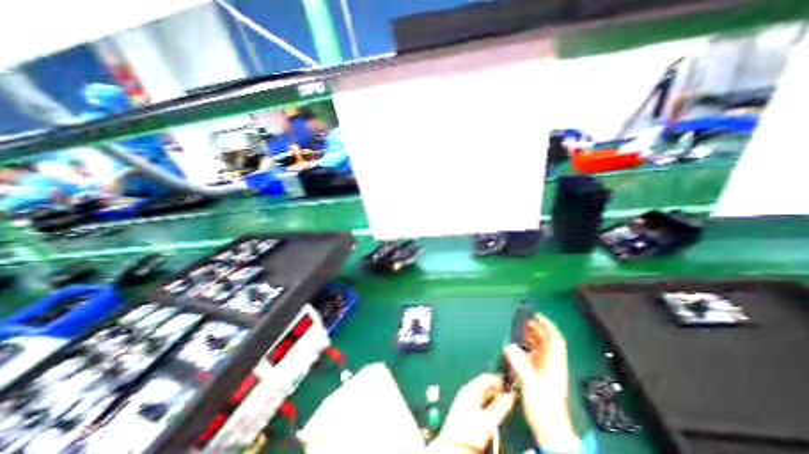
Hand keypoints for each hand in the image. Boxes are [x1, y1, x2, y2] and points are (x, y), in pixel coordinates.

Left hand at [433, 374, 514, 452]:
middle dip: (497, 389)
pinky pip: (479, 399)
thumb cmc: (470, 431)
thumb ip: (501, 407)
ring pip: (483, 392)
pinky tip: (495, 408)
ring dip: (494, 396)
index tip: (510, 387)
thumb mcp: (488, 419)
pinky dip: (488, 401)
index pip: (487, 377)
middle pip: (485, 385)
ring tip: (505, 403)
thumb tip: (511, 396)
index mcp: (471, 388)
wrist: (453, 445)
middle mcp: (467, 390)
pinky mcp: (465, 406)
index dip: (499, 380)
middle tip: (510, 396)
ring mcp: (465, 398)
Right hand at [504, 315, 581, 450]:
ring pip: (539, 348)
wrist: (550, 430)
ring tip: (518, 330)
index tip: (536, 315)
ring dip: (530, 338)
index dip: (547, 325)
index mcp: (554, 364)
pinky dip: (525, 348)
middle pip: (546, 342)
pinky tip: (516, 347)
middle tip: (523, 320)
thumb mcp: (531, 384)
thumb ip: (520, 364)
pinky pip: (532, 356)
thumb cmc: (545, 407)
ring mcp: (545, 370)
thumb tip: (509, 346)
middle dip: (536, 329)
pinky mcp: (538, 376)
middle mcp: (551, 364)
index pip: (555, 340)